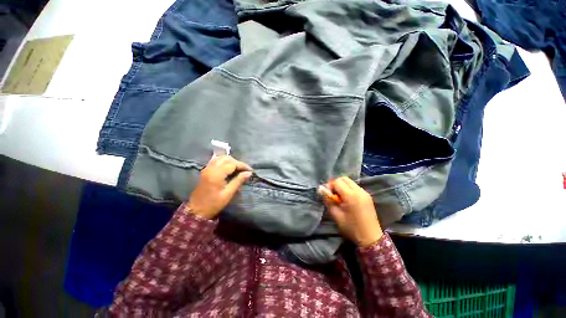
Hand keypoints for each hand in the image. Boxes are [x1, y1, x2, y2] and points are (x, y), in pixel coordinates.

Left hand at [186, 155, 252, 218]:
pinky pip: (216, 161)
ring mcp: (207, 168)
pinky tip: (229, 169)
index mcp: (217, 174)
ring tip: (238, 169)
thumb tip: (249, 173)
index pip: (232, 164)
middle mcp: (211, 168)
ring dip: (231, 161)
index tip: (250, 171)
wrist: (196, 210)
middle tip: (244, 170)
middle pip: (227, 158)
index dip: (242, 165)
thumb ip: (238, 181)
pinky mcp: (205, 170)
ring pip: (221, 158)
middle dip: (237, 162)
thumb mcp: (228, 194)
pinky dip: (225, 162)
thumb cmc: (213, 204)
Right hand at [321, 177, 382, 246]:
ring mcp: (365, 193)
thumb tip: (320, 189)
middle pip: (344, 179)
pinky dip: (349, 189)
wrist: (371, 238)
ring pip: (350, 182)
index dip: (330, 186)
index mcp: (351, 195)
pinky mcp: (367, 196)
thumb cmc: (351, 228)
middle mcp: (359, 191)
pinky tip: (347, 200)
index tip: (328, 195)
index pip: (337, 182)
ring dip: (343, 186)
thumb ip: (328, 200)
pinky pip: (355, 187)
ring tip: (340, 198)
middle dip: (336, 184)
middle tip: (333, 195)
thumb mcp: (336, 215)